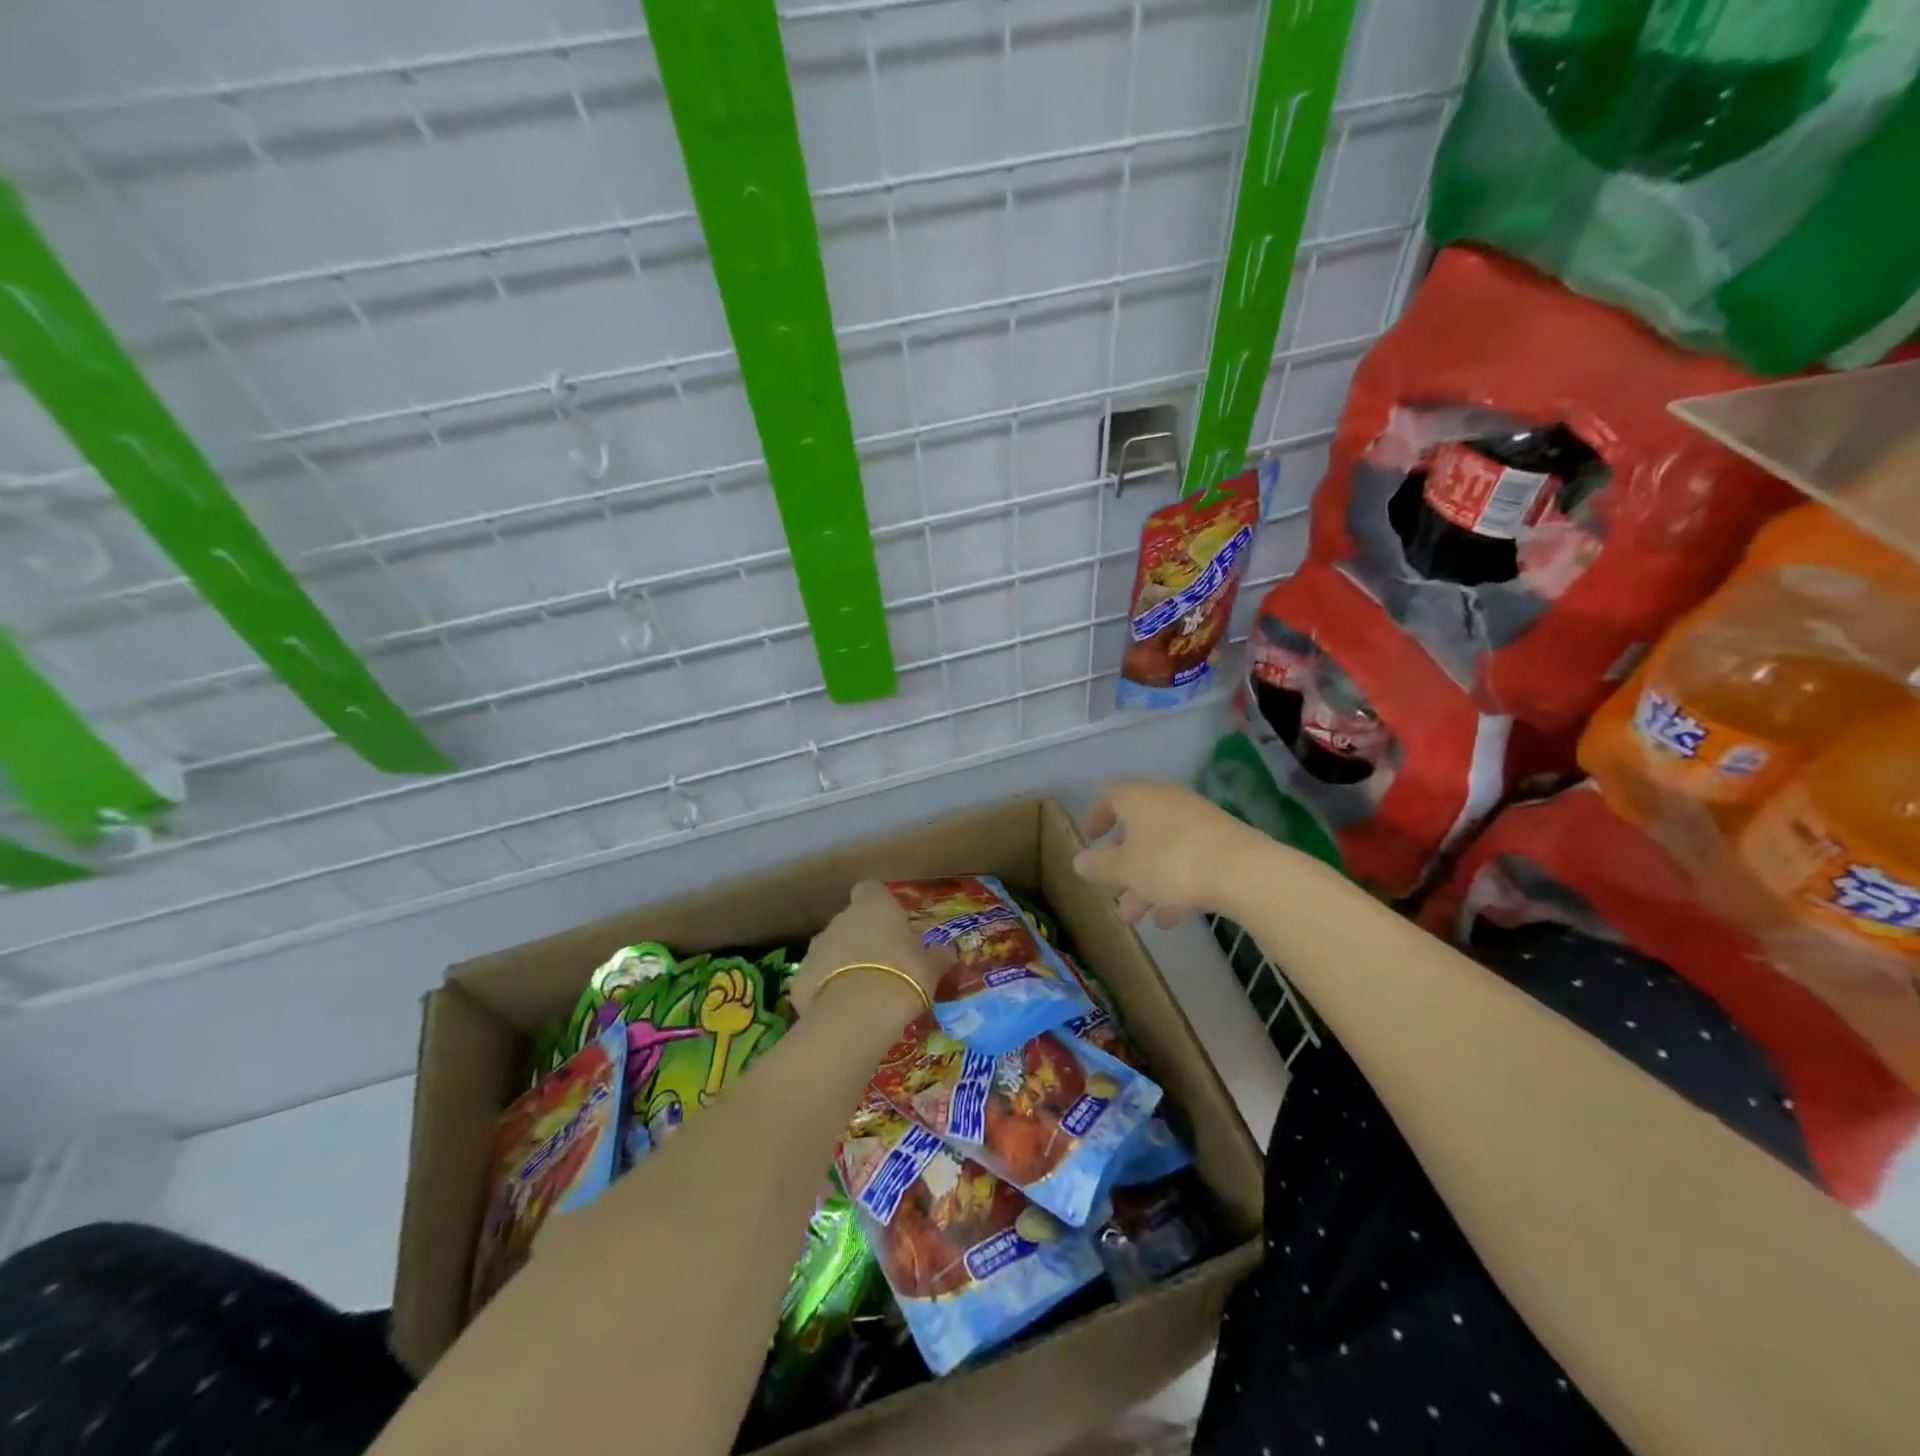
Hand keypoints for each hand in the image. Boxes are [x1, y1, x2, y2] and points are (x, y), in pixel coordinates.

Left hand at [790, 880, 946, 1018]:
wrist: (857, 1013)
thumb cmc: (903, 975)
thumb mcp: (932, 966)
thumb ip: (939, 954)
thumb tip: (949, 949)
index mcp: (873, 906)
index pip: (870, 889)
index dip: (879, 904)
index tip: (892, 923)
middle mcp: (840, 919)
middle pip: (850, 921)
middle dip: (863, 937)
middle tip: (884, 964)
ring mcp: (816, 948)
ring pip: (831, 949)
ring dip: (843, 963)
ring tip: (863, 991)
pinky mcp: (800, 978)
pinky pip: (816, 979)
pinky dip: (826, 990)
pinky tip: (843, 1011)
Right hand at [1074, 780, 1258, 925]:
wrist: (1243, 871)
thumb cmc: (1170, 862)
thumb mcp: (1125, 869)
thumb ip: (1100, 865)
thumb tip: (1079, 861)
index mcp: (1138, 797)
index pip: (1109, 796)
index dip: (1096, 817)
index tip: (1090, 839)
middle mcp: (1166, 801)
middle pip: (1137, 828)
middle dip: (1122, 863)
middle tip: (1111, 889)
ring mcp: (1197, 821)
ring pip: (1162, 849)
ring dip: (1146, 881)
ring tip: (1137, 917)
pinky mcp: (1221, 843)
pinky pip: (1188, 860)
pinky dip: (1175, 885)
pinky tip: (1171, 918)